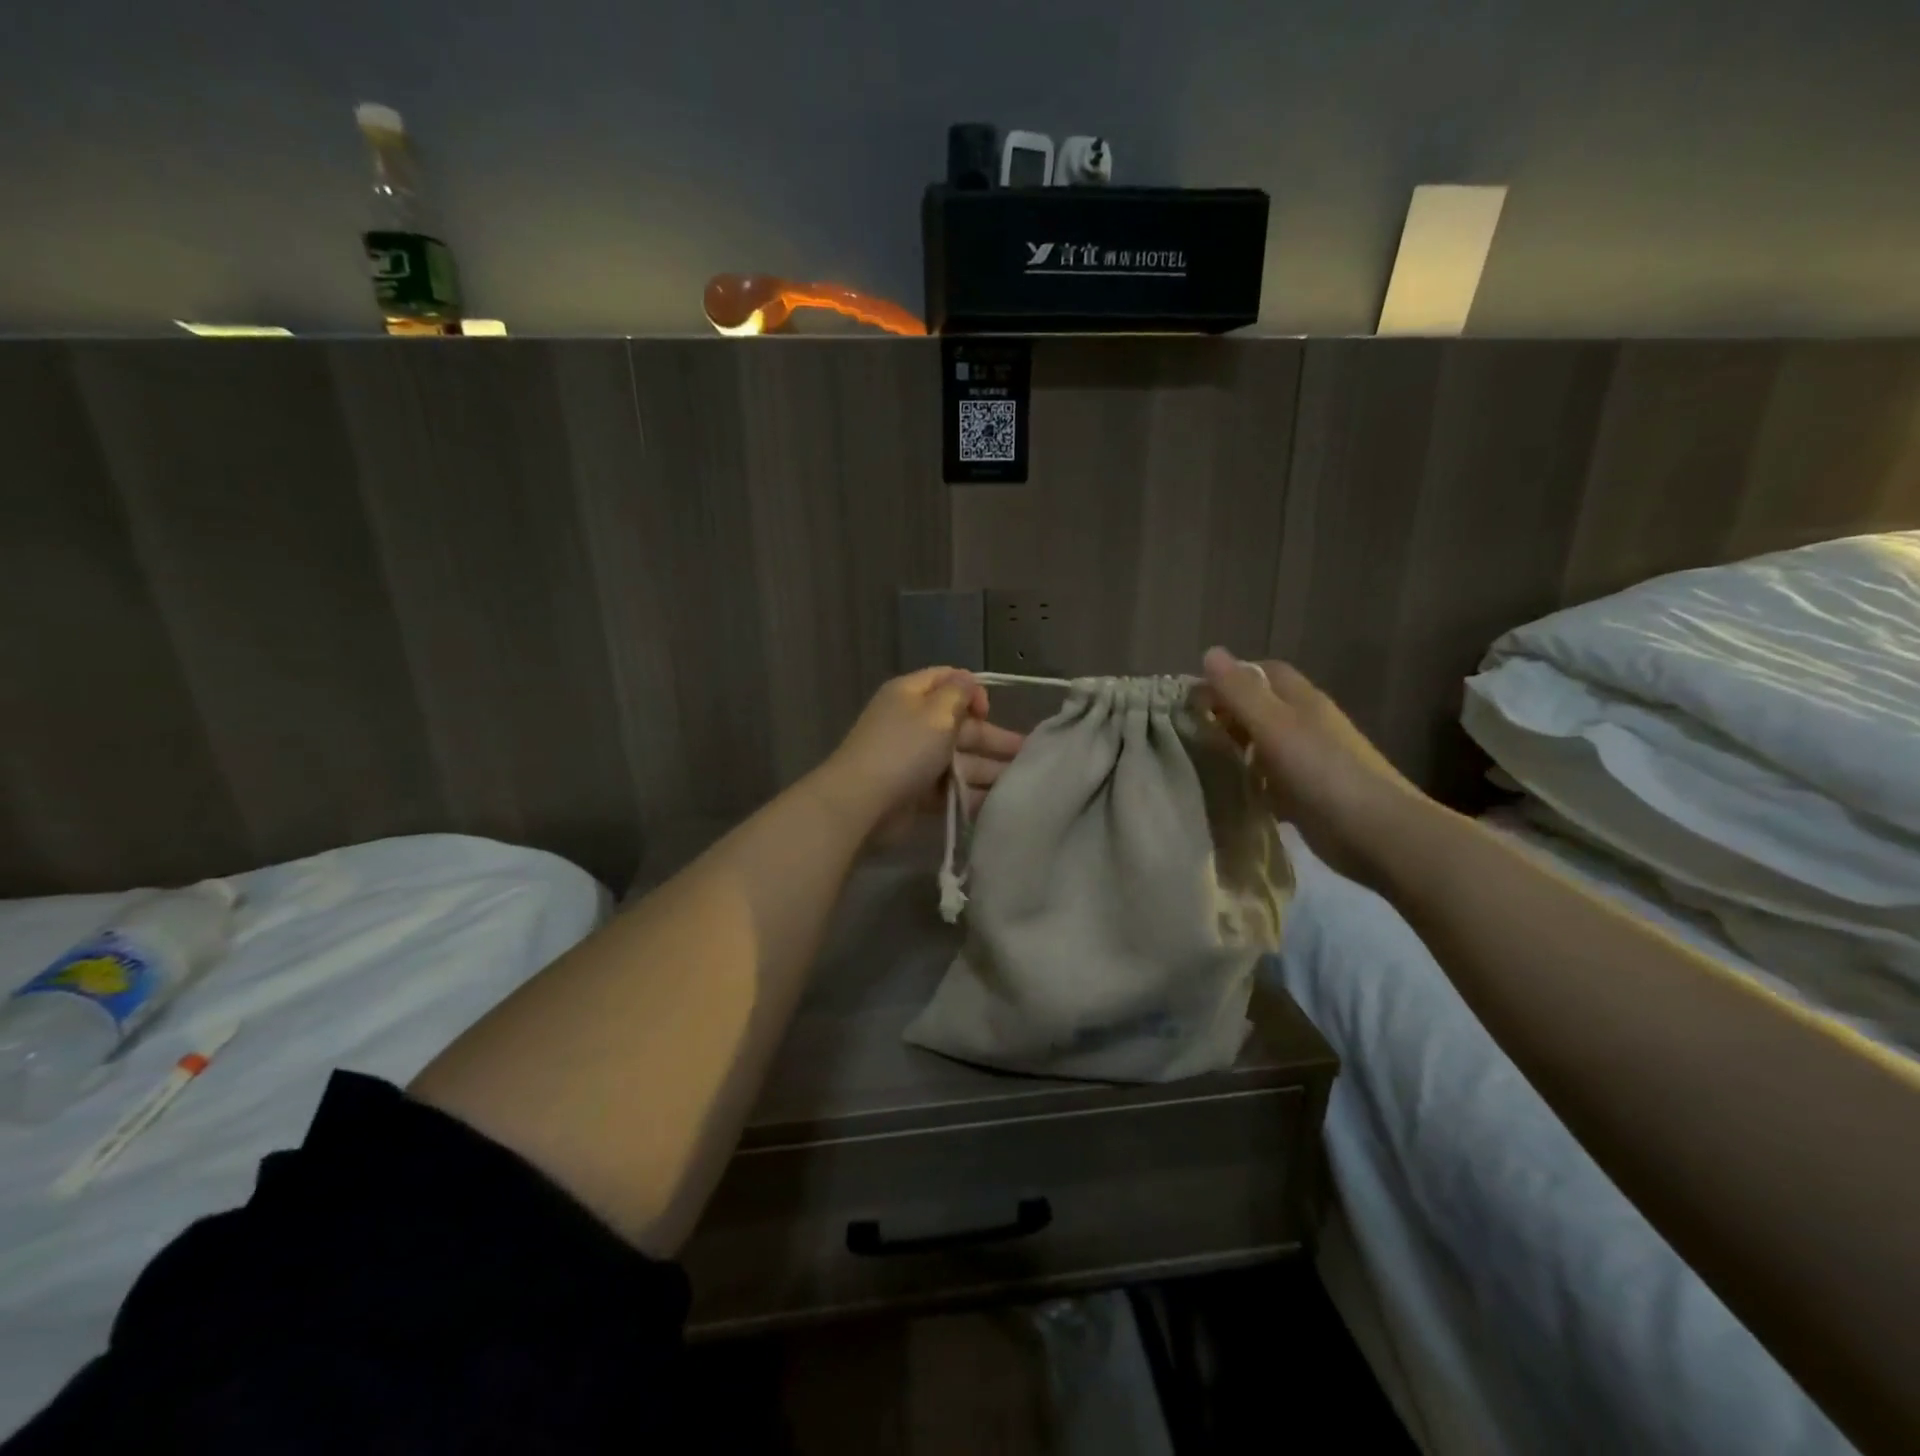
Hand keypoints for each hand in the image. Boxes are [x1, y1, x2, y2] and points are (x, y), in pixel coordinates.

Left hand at [814, 668, 1025, 840]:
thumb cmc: (904, 749)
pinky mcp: (915, 791)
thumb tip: (968, 682)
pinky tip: (997, 803)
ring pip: (958, 759)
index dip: (973, 692)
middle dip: (993, 739)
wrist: (862, 802)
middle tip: (1028, 755)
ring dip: (988, 769)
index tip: (988, 712)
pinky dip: (970, 793)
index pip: (948, 681)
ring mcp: (913, 759)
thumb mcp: (936, 711)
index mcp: (911, 694)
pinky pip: (949, 787)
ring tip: (1021, 784)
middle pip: (960, 725)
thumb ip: (958, 693)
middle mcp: (912, 722)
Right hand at [1199, 647, 1427, 882]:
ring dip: (1236, 749)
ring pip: (1263, 745)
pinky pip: (1269, 780)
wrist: (1376, 832)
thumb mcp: (1274, 726)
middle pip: (1261, 708)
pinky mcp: (1307, 795)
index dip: (1229, 678)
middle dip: (1227, 714)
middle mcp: (1307, 725)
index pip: (1262, 672)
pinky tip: (1229, 793)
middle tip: (1190, 731)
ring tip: (1200, 761)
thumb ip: (1241, 692)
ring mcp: (1309, 761)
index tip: (1193, 697)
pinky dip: (1250, 782)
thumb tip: (1210, 651)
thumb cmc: (1322, 772)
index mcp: (1302, 701)